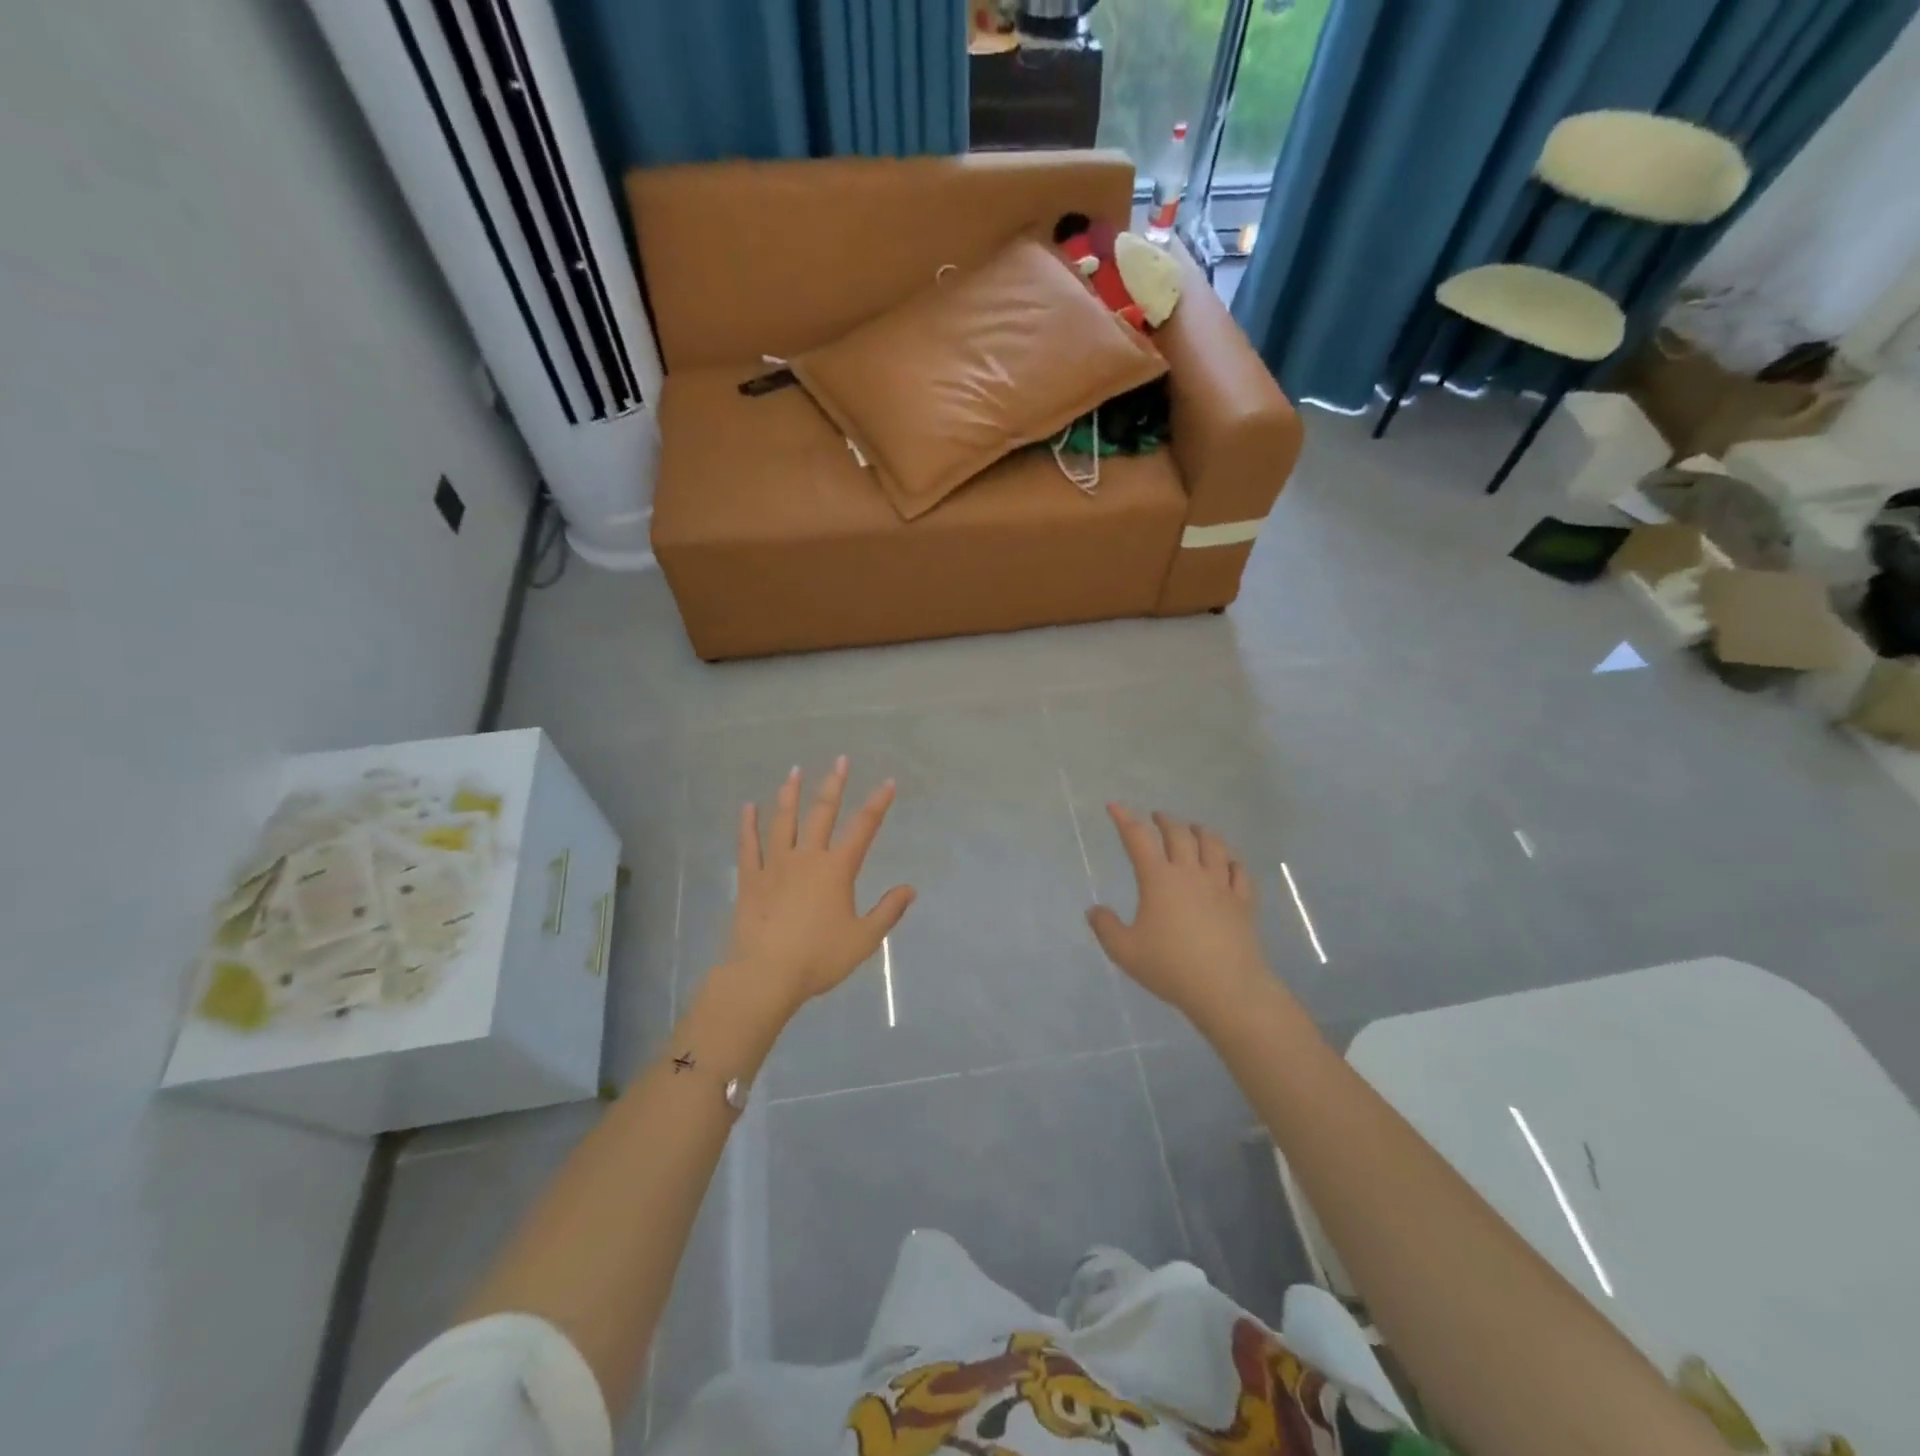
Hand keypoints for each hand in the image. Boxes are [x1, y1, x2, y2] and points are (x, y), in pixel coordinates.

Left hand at [722, 758, 914, 1022]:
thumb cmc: (819, 958)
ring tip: (794, 771)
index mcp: (837, 869)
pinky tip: (747, 807)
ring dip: (790, 794)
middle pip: (822, 813)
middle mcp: (807, 858)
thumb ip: (888, 911)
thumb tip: (909, 889)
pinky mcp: (750, 879)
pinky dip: (747, 825)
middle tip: (840, 760)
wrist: (766, 975)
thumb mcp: (863, 939)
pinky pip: (747, 845)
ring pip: (783, 821)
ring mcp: (775, 865)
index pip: (863, 828)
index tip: (887, 782)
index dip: (877, 803)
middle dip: (834, 785)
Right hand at [1085, 805, 1267, 1022]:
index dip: (1124, 819)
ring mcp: (1221, 885)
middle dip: (1165, 821)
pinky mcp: (1243, 902)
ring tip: (1194, 829)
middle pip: (1179, 834)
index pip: (1138, 839)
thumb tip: (1094, 910)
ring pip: (1214, 845)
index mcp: (1159, 879)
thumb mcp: (1125, 951)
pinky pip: (1239, 871)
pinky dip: (1231, 860)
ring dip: (1201, 831)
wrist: (1227, 988)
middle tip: (1157, 817)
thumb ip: (1106, 928)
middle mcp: (1190, 873)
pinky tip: (1228, 862)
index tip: (1115, 806)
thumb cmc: (1171, 967)